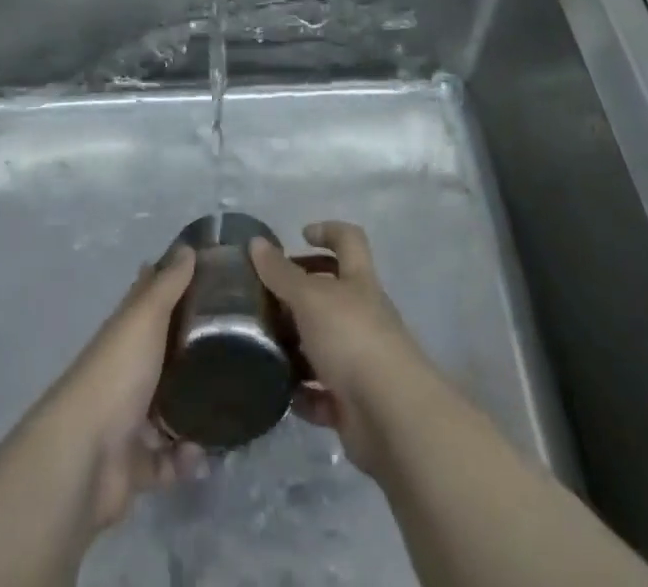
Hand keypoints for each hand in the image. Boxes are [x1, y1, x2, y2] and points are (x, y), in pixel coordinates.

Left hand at [39, 245, 205, 528]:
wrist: (85, 456)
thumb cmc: (117, 373)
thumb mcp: (145, 317)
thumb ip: (167, 284)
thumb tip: (188, 246)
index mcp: (126, 332)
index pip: (147, 298)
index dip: (169, 283)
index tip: (205, 274)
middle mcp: (126, 369)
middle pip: (162, 352)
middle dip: (192, 349)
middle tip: (236, 340)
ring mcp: (129, 418)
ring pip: (169, 406)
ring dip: (195, 407)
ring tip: (230, 400)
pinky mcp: (136, 463)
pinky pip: (169, 459)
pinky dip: (185, 458)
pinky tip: (203, 453)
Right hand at [250, 222, 438, 474]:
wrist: (391, 415)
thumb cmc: (351, 338)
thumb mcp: (310, 298)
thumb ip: (281, 273)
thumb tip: (256, 242)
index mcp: (358, 281)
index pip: (348, 241)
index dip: (327, 232)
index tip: (300, 236)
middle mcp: (363, 315)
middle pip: (332, 293)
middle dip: (300, 293)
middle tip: (267, 297)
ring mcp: (360, 360)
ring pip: (323, 344)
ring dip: (296, 346)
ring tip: (261, 346)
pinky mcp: (354, 403)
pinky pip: (323, 393)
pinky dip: (303, 393)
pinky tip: (280, 393)